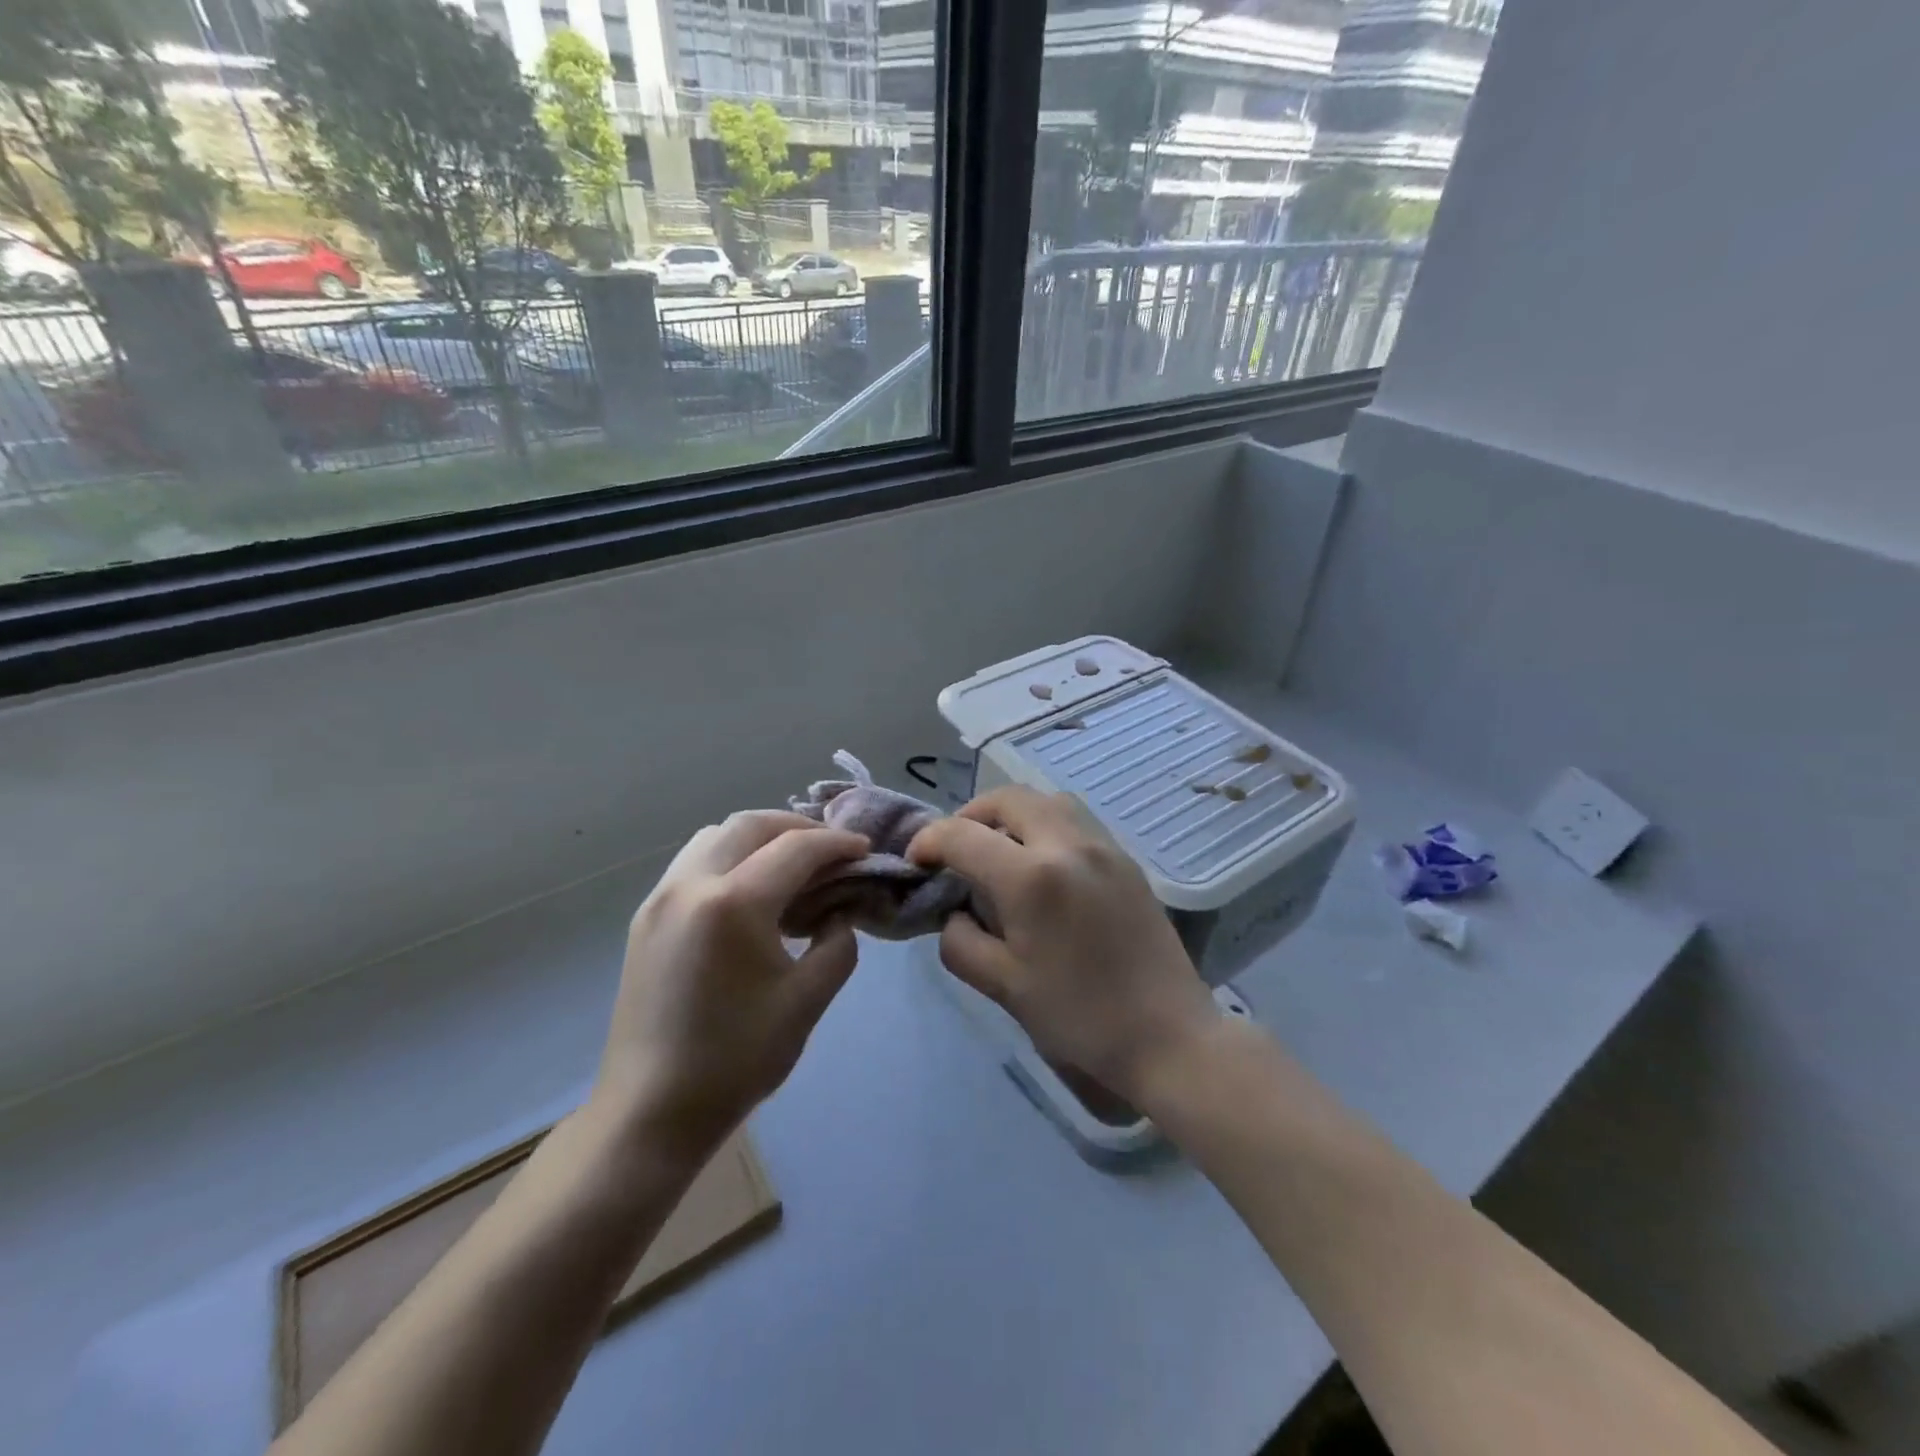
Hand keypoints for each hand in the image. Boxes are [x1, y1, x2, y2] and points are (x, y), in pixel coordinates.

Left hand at [594, 811, 869, 1161]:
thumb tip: (840, 912)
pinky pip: (694, 862)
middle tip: (831, 851)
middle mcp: (690, 884)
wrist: (651, 1111)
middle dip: (798, 827)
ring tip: (792, 866)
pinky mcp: (646, 917)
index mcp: (732, 904)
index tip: (865, 850)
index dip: (837, 843)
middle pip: (750, 824)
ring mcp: (660, 898)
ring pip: (716, 836)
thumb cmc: (736, 1060)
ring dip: (760, 838)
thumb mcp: (807, 1001)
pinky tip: (752, 893)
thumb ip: (837, 943)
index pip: (796, 848)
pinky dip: (730, 857)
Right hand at [908, 787, 1217, 1105]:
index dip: (929, 841)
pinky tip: (1041, 867)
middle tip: (956, 850)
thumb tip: (954, 913)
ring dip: (1011, 814)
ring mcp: (1104, 847)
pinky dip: (1044, 826)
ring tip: (998, 851)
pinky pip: (1074, 821)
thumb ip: (962, 942)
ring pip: (1045, 800)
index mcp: (1031, 877)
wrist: (1168, 1037)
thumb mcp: (1004, 987)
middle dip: (970, 815)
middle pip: (1007, 798)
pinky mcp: (1126, 860)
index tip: (916, 860)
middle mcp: (1068, 844)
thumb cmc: (1080, 1018)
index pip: (963, 835)